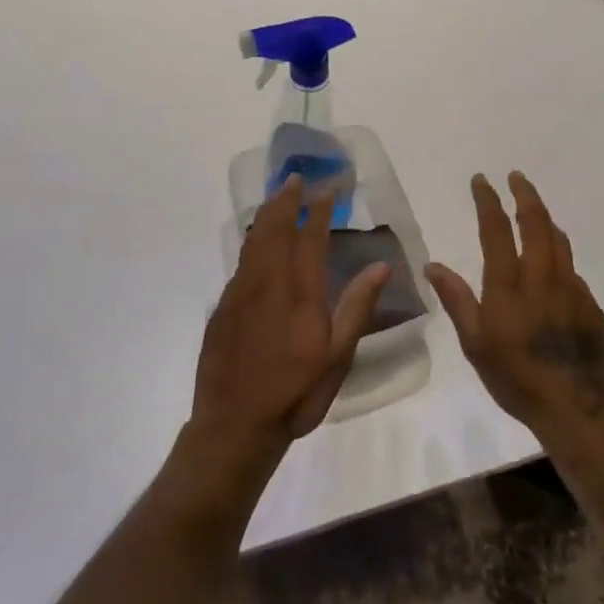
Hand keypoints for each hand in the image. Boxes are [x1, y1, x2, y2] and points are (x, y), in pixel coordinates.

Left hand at [191, 176, 390, 464]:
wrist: (234, 425)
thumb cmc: (295, 393)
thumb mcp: (337, 357)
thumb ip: (357, 307)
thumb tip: (381, 265)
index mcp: (298, 293)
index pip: (309, 238)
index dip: (319, 210)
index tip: (328, 188)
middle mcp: (266, 283)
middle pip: (274, 229)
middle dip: (286, 200)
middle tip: (296, 179)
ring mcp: (239, 293)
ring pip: (252, 241)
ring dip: (267, 215)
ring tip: (277, 198)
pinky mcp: (222, 307)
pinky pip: (241, 263)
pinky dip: (252, 242)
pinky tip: (257, 244)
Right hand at [425, 172, 603, 431]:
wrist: (581, 410)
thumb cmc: (519, 380)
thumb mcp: (476, 345)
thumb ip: (457, 301)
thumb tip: (433, 265)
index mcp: (509, 285)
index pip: (497, 229)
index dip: (488, 201)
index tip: (482, 180)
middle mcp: (542, 277)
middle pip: (536, 222)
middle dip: (524, 194)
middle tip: (516, 176)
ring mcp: (571, 288)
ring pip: (559, 240)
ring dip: (544, 217)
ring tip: (534, 207)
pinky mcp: (591, 304)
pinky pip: (572, 267)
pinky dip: (559, 251)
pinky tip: (554, 261)